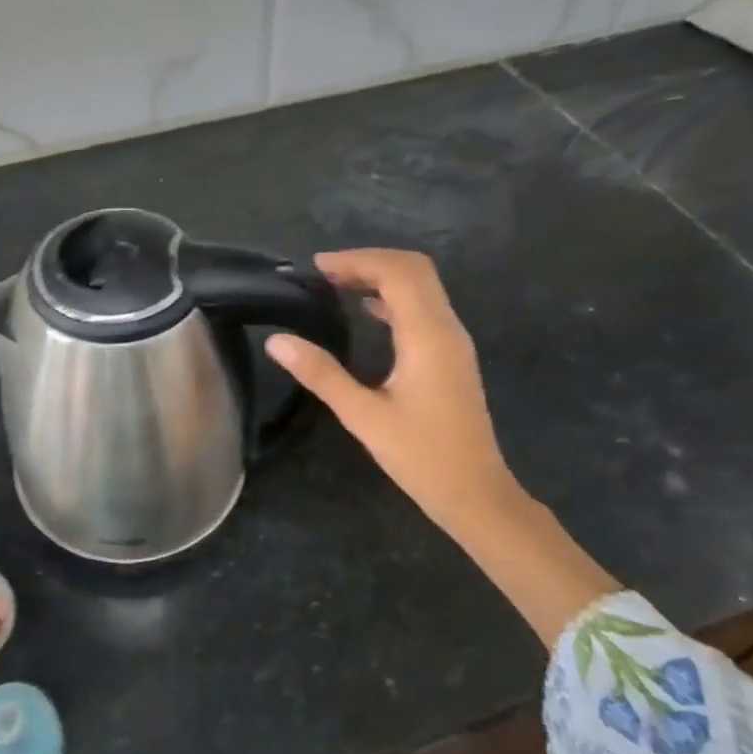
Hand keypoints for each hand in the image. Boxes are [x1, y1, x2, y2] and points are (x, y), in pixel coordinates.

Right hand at [266, 248, 519, 541]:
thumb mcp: (363, 415)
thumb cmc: (420, 456)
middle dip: (369, 261)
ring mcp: (453, 342)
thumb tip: (277, 341)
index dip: (357, 261)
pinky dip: (394, 298)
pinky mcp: (451, 356)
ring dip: (382, 276)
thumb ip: (321, 374)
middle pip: (414, 270)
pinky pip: (424, 308)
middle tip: (325, 273)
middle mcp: (447, 328)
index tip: (316, 267)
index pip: (397, 273)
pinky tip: (367, 311)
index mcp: (427, 336)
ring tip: (337, 286)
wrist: (475, 493)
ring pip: (422, 286)